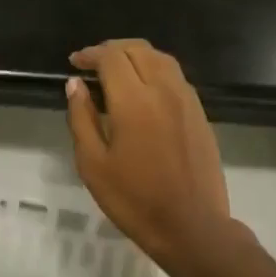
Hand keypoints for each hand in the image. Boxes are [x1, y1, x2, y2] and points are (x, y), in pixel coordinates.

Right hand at [65, 39, 230, 270]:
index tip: (75, 62)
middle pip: (138, 49)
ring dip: (136, 56)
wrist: (191, 226)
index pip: (112, 58)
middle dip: (112, 49)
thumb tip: (75, 84)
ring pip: (161, 59)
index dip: (90, 54)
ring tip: (117, 71)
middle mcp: (164, 90)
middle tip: (92, 63)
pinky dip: (155, 70)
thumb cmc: (134, 200)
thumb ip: (81, 119)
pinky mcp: (200, 113)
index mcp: (134, 101)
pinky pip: (176, 77)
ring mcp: (187, 100)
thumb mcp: (93, 164)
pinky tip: (143, 90)